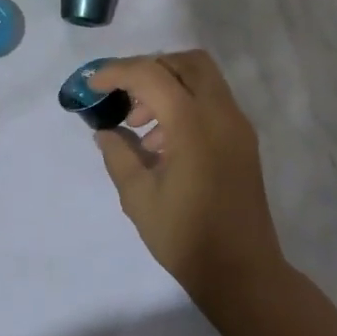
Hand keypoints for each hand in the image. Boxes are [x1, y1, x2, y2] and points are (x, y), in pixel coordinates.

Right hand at [88, 51, 286, 300]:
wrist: (243, 273)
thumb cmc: (186, 237)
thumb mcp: (138, 197)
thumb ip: (118, 154)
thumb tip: (106, 130)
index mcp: (193, 124)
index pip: (151, 74)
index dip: (117, 72)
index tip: (93, 86)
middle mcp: (220, 113)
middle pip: (186, 62)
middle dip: (150, 68)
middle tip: (124, 95)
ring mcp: (237, 125)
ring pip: (202, 78)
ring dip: (168, 86)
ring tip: (139, 126)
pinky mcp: (243, 140)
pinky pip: (211, 102)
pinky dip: (185, 104)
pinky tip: (162, 143)